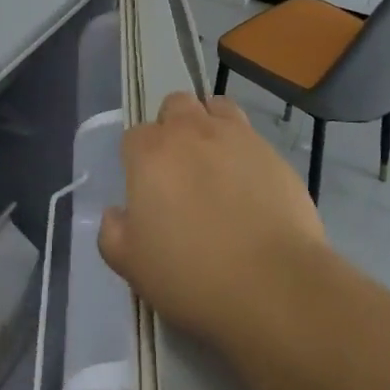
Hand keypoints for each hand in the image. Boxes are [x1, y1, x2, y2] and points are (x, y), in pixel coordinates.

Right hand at [99, 92, 327, 354]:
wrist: (272, 284)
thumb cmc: (191, 276)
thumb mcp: (132, 265)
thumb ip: (114, 232)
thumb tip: (117, 214)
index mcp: (151, 154)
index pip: (134, 136)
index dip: (137, 160)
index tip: (146, 189)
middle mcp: (192, 132)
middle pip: (176, 105)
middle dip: (172, 126)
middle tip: (179, 169)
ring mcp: (238, 137)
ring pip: (217, 108)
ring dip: (210, 124)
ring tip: (215, 163)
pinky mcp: (274, 153)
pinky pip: (252, 137)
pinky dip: (244, 151)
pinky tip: (250, 186)